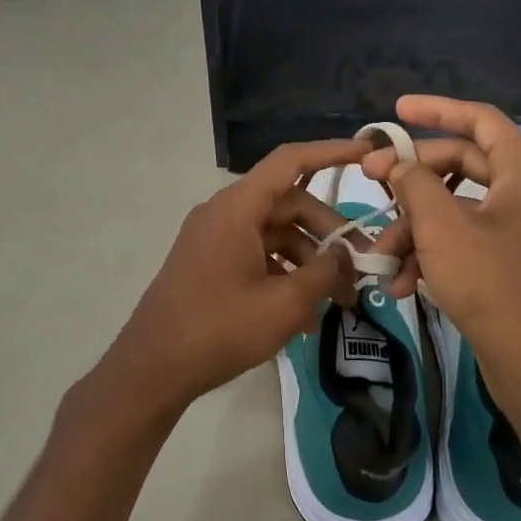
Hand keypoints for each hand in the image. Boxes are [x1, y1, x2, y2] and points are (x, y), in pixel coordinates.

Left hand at [98, 139, 370, 415]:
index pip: (290, 161)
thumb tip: (347, 257)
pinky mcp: (211, 264)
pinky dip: (286, 275)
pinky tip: (308, 315)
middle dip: (330, 233)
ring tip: (340, 301)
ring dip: (311, 262)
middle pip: (290, 204)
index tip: (368, 152)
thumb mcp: (284, 304)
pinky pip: (258, 256)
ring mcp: (215, 239)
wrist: (152, 368)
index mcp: (237, 208)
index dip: (331, 152)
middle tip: (363, 267)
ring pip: (277, 234)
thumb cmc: (219, 329)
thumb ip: (324, 274)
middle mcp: (225, 214)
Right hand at [363, 97, 520, 415]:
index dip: (437, 110)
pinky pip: (466, 243)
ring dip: (415, 229)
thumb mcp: (442, 229)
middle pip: (462, 165)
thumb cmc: (494, 286)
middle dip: (412, 180)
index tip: (396, 111)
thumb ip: (415, 185)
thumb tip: (397, 166)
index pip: (480, 120)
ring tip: (379, 259)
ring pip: (457, 210)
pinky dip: (433, 256)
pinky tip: (401, 285)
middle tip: (371, 184)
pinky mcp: (512, 266)